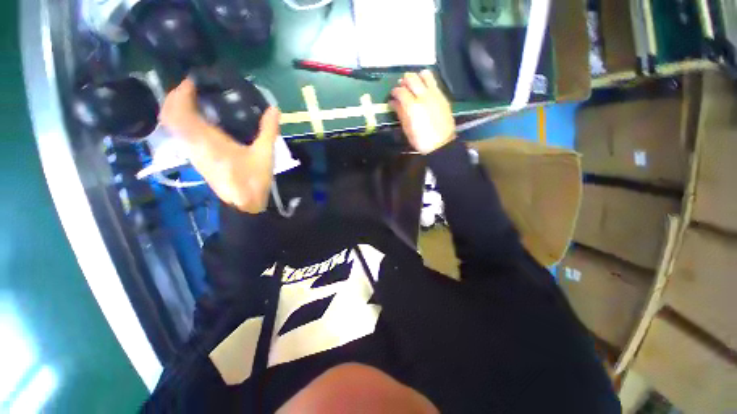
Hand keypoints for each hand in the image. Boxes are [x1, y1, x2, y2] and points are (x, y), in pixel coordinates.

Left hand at [160, 78, 280, 213]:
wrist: (244, 205)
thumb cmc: (253, 180)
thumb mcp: (264, 155)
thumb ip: (268, 131)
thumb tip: (274, 109)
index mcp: (207, 141)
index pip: (179, 112)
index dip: (180, 93)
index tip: (192, 81)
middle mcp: (194, 145)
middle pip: (170, 117)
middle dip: (175, 98)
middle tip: (191, 88)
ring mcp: (193, 154)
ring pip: (174, 127)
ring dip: (178, 110)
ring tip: (195, 101)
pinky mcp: (198, 160)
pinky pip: (182, 136)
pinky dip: (185, 123)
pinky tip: (201, 122)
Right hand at [391, 70, 455, 154]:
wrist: (441, 144)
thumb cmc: (421, 140)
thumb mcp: (407, 129)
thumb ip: (400, 112)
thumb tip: (393, 102)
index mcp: (412, 106)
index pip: (400, 91)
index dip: (394, 91)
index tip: (393, 95)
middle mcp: (423, 96)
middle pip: (411, 78)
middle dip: (404, 81)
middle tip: (402, 88)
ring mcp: (435, 94)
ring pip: (425, 75)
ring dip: (417, 77)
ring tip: (414, 85)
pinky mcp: (442, 96)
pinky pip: (434, 82)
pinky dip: (426, 82)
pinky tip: (424, 90)